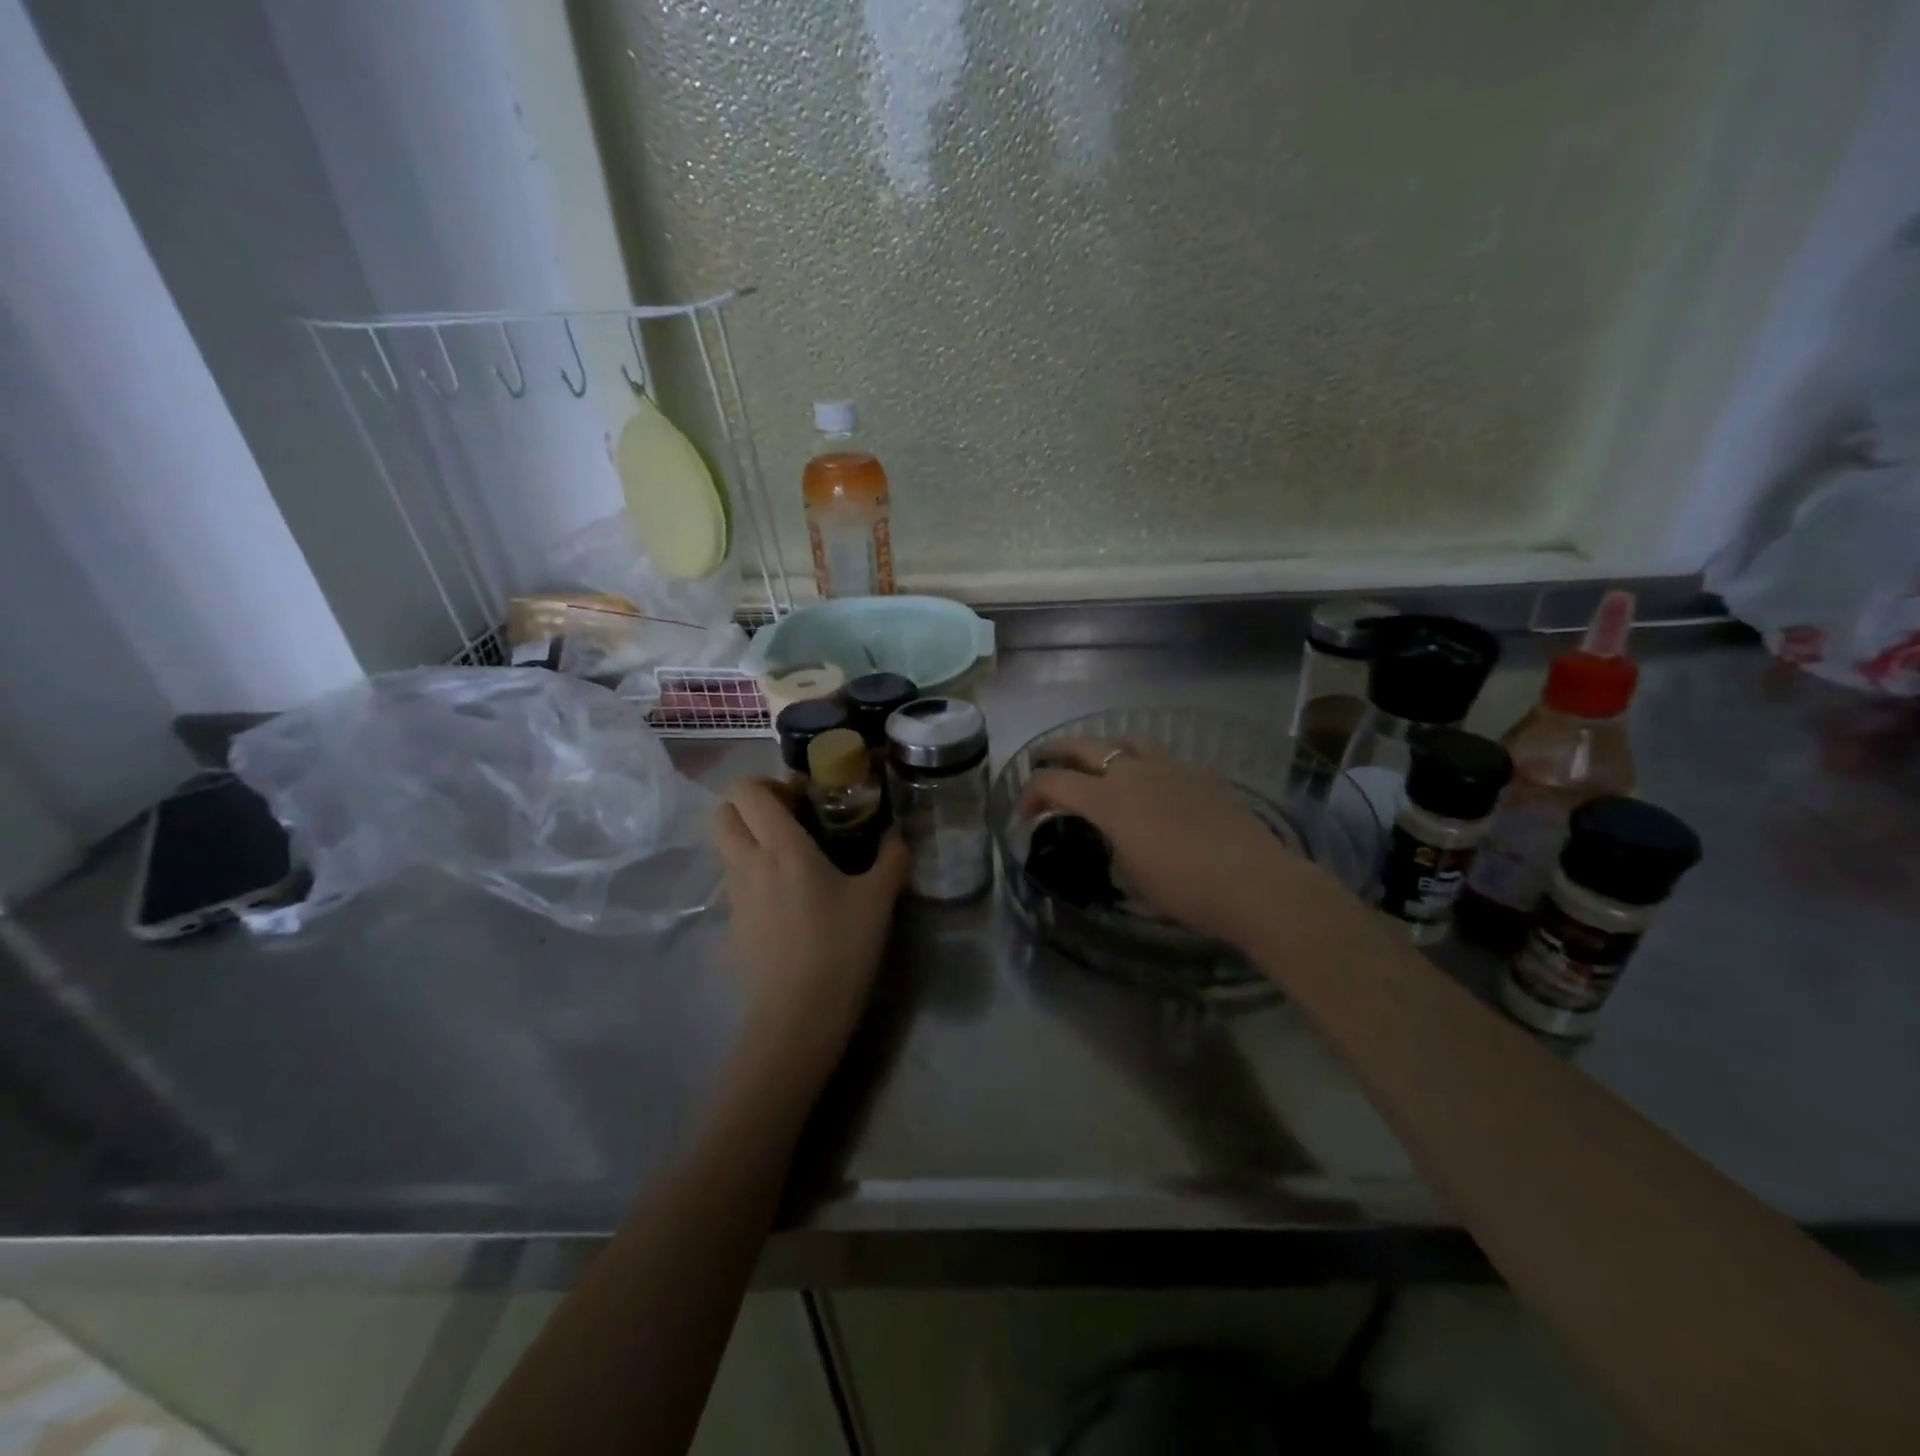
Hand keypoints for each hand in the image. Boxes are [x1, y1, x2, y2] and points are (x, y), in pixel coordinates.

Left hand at [714, 779, 909, 1087]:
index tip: (802, 798)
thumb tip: (898, 833)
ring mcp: (734, 896)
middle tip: (789, 820)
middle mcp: (748, 863)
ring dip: (750, 840)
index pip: (746, 791)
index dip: (768, 784)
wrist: (798, 1016)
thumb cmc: (840, 947)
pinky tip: (788, 900)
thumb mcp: (878, 900)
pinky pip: (735, 883)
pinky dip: (752, 875)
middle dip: (750, 807)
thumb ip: (892, 858)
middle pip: (724, 814)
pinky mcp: (732, 925)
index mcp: (781, 847)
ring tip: (791, 859)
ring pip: (726, 849)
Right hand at [1019, 738, 1342, 948]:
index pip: (1052, 782)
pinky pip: (1162, 758)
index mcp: (1108, 799)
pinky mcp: (1200, 773)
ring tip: (1101, 764)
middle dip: (1055, 751)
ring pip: (1126, 739)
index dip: (1029, 795)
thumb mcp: (1130, 874)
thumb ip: (1112, 843)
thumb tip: (1113, 835)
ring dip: (1104, 747)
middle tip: (1043, 761)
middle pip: (1083, 745)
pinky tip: (1153, 788)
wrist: (1251, 881)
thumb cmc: (1182, 887)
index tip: (1024, 815)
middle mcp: (1133, 772)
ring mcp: (1170, 767)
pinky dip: (1145, 765)